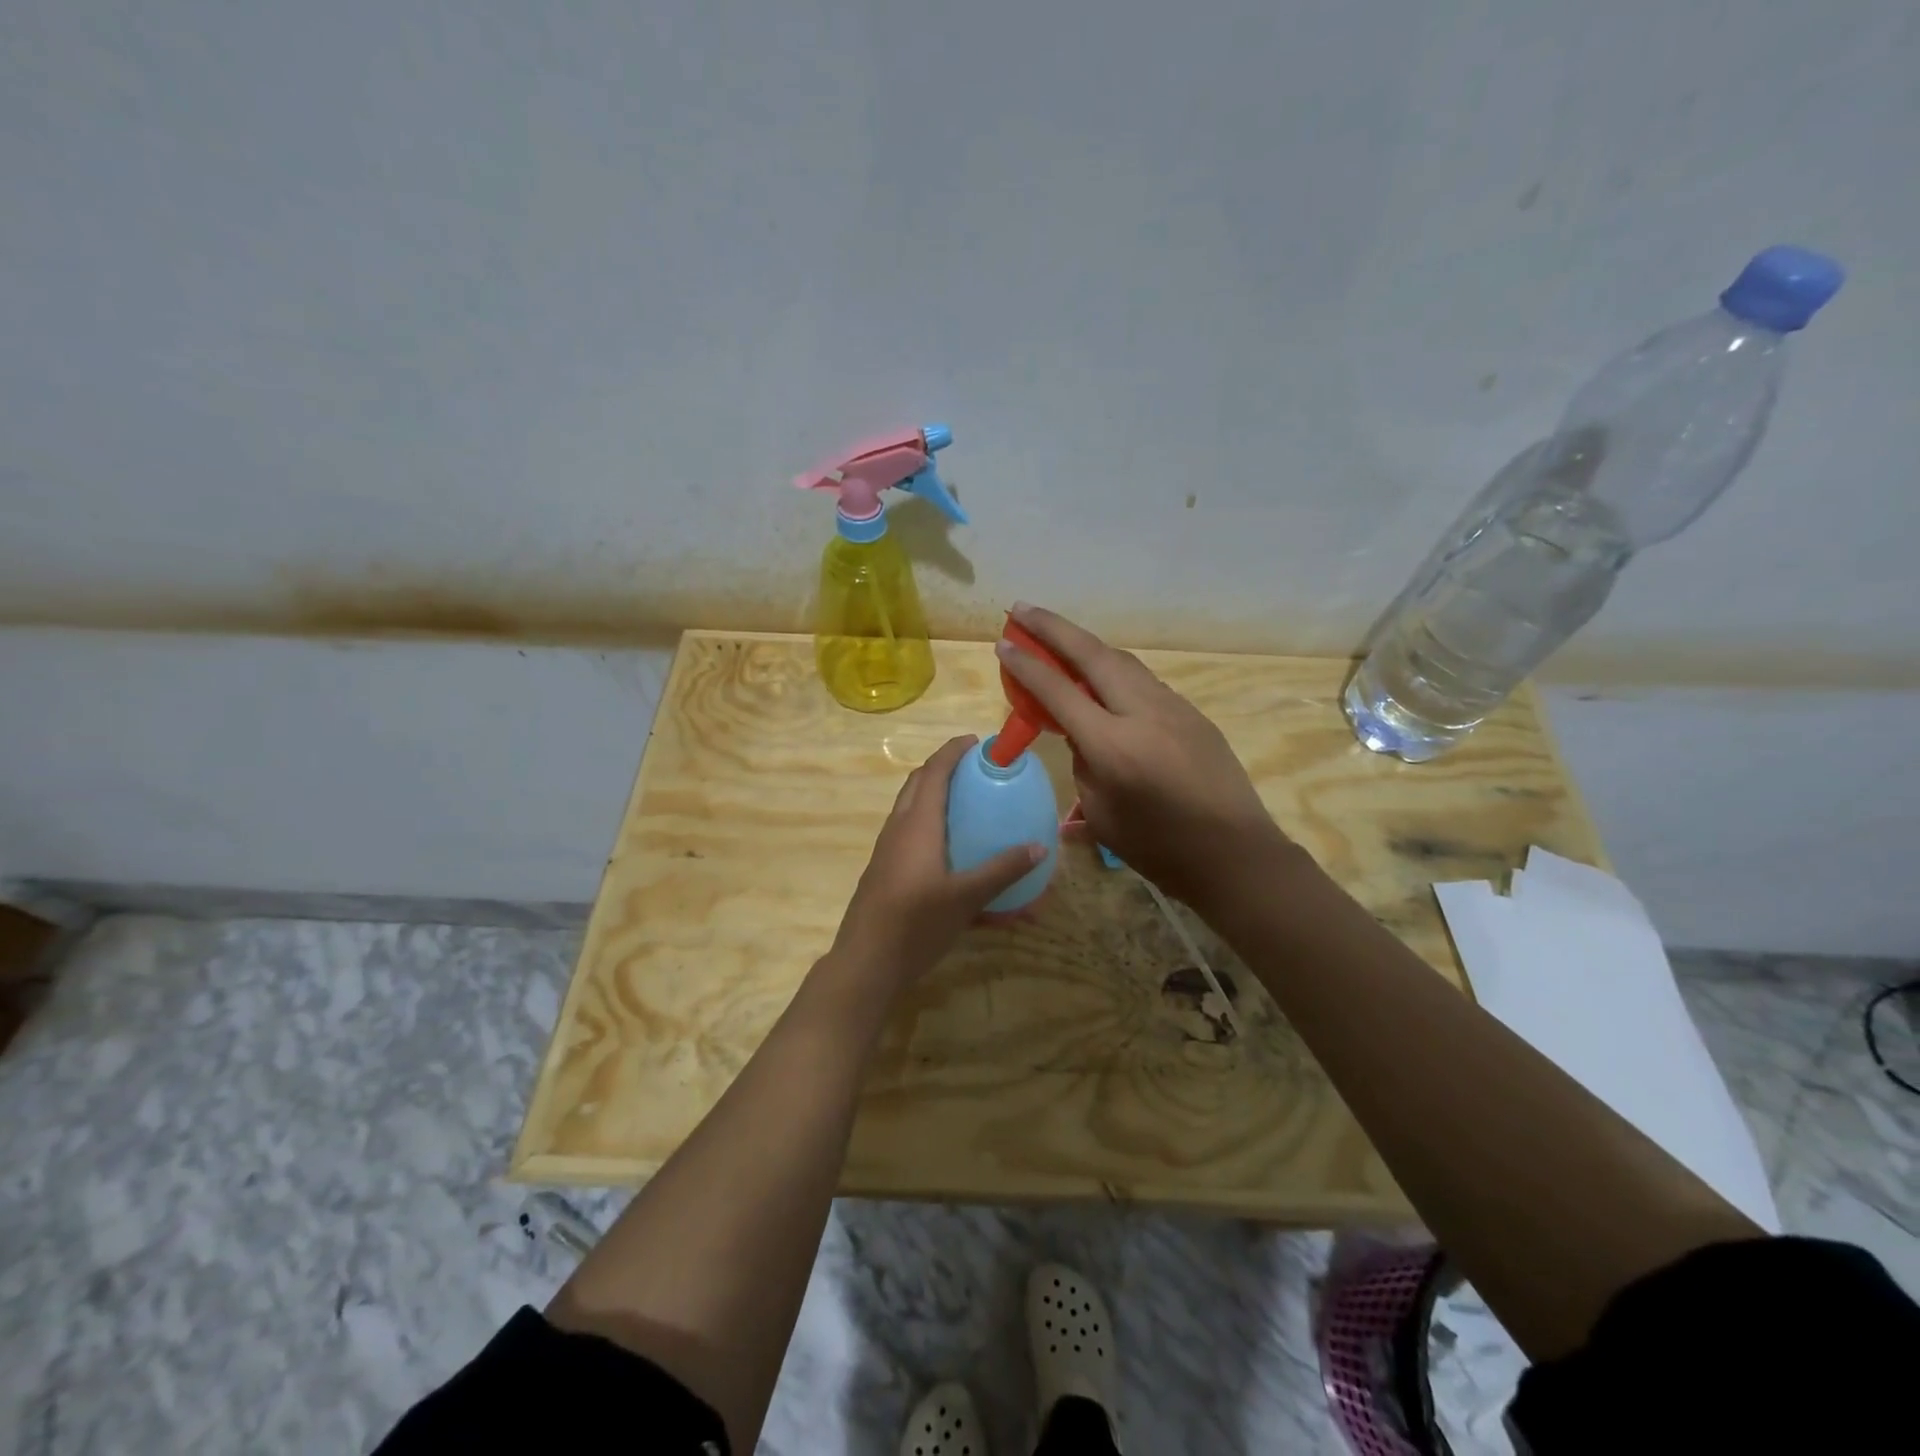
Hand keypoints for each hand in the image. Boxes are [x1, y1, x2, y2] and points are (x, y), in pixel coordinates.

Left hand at [828, 736, 1043, 990]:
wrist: (866, 963)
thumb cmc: (916, 924)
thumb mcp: (966, 898)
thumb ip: (1002, 870)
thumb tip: (1040, 847)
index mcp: (917, 824)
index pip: (934, 772)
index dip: (952, 751)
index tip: (976, 741)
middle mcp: (898, 829)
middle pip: (918, 784)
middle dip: (943, 769)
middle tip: (974, 771)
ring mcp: (887, 851)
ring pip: (910, 810)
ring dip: (934, 797)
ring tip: (967, 805)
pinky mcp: (884, 872)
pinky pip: (909, 836)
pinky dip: (930, 828)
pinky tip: (952, 854)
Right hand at [996, 603, 1287, 910]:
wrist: (1235, 854)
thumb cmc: (1159, 849)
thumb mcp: (1102, 814)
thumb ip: (1084, 765)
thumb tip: (1081, 735)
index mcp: (1113, 745)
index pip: (1059, 691)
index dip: (1027, 665)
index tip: (1003, 642)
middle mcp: (1142, 712)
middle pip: (1092, 654)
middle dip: (1054, 627)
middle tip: (1023, 609)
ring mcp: (1172, 707)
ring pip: (1122, 661)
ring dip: (1086, 644)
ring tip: (1057, 634)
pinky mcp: (1191, 713)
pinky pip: (1143, 680)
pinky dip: (1114, 669)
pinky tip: (1102, 676)